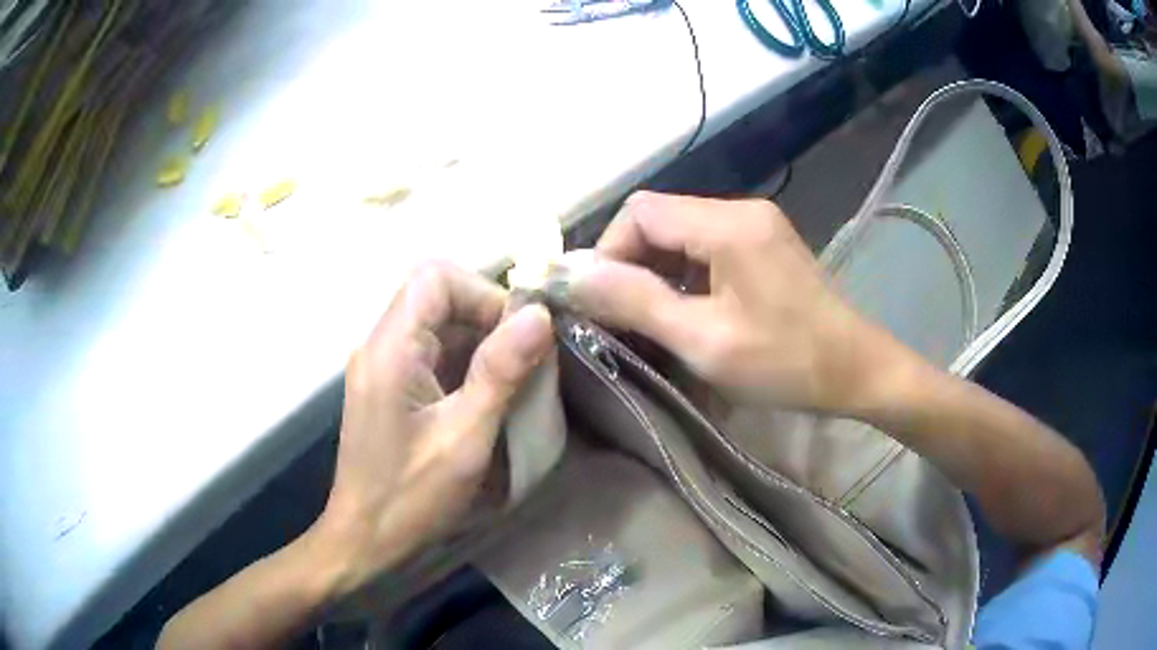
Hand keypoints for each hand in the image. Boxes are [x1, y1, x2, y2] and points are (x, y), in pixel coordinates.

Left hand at [314, 261, 552, 596]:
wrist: (364, 538)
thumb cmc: (410, 497)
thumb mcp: (464, 438)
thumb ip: (499, 373)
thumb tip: (539, 315)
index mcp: (390, 349)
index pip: (435, 277)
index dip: (483, 293)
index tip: (518, 335)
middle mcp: (380, 345)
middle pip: (437, 295)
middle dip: (487, 319)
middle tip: (524, 362)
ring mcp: (382, 365)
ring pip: (438, 323)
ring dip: (480, 343)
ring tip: (512, 384)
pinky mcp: (390, 385)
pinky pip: (432, 352)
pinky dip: (466, 363)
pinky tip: (486, 399)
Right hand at [567, 192, 893, 412]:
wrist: (858, 371)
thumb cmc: (786, 362)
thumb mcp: (704, 339)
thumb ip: (635, 302)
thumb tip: (570, 276)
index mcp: (728, 224)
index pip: (640, 212)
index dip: (609, 253)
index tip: (603, 303)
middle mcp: (740, 209)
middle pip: (659, 218)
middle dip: (630, 264)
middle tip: (622, 317)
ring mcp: (755, 224)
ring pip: (680, 233)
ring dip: (655, 271)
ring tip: (651, 319)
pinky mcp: (763, 244)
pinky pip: (705, 246)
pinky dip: (682, 274)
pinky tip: (685, 310)